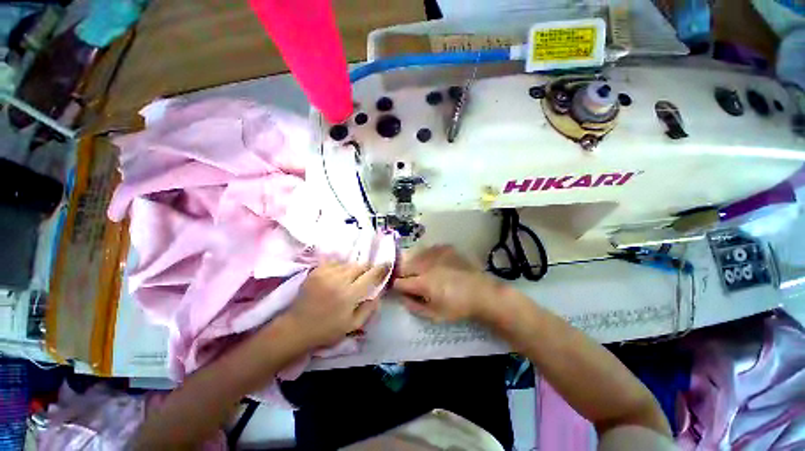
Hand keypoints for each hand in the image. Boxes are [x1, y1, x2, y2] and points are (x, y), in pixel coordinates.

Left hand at [286, 263, 388, 348]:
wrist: (296, 328)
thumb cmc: (327, 330)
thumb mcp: (352, 326)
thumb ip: (369, 309)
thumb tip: (378, 293)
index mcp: (349, 295)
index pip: (370, 276)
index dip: (381, 269)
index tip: (387, 264)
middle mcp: (338, 280)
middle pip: (360, 266)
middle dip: (367, 269)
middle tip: (366, 277)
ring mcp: (325, 273)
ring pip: (348, 263)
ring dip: (353, 269)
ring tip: (351, 278)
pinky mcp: (316, 271)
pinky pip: (335, 262)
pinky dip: (341, 267)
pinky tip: (338, 276)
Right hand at [393, 246, 502, 322]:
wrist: (482, 292)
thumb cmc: (458, 307)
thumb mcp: (434, 315)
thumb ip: (414, 306)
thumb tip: (401, 296)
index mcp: (423, 282)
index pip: (399, 282)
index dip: (396, 286)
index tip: (400, 289)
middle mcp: (427, 265)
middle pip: (404, 265)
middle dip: (403, 273)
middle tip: (410, 281)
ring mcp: (436, 253)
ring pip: (415, 255)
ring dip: (413, 263)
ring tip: (421, 271)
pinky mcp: (445, 248)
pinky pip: (428, 249)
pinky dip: (426, 256)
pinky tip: (433, 263)